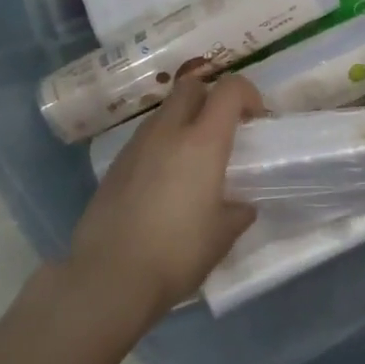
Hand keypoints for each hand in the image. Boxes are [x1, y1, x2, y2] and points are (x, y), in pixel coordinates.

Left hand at [67, 68, 264, 327]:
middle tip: (223, 129)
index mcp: (203, 142)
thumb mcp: (222, 236)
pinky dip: (161, 145)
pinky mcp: (115, 166)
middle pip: (190, 86)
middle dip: (211, 96)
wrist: (108, 277)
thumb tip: (241, 206)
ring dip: (184, 121)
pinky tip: (164, 182)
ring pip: (164, 111)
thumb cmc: (177, 253)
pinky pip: (145, 139)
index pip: (229, 89)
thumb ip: (237, 212)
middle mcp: (168, 132)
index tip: (256, 120)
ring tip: (193, 159)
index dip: (248, 94)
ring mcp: (136, 146)